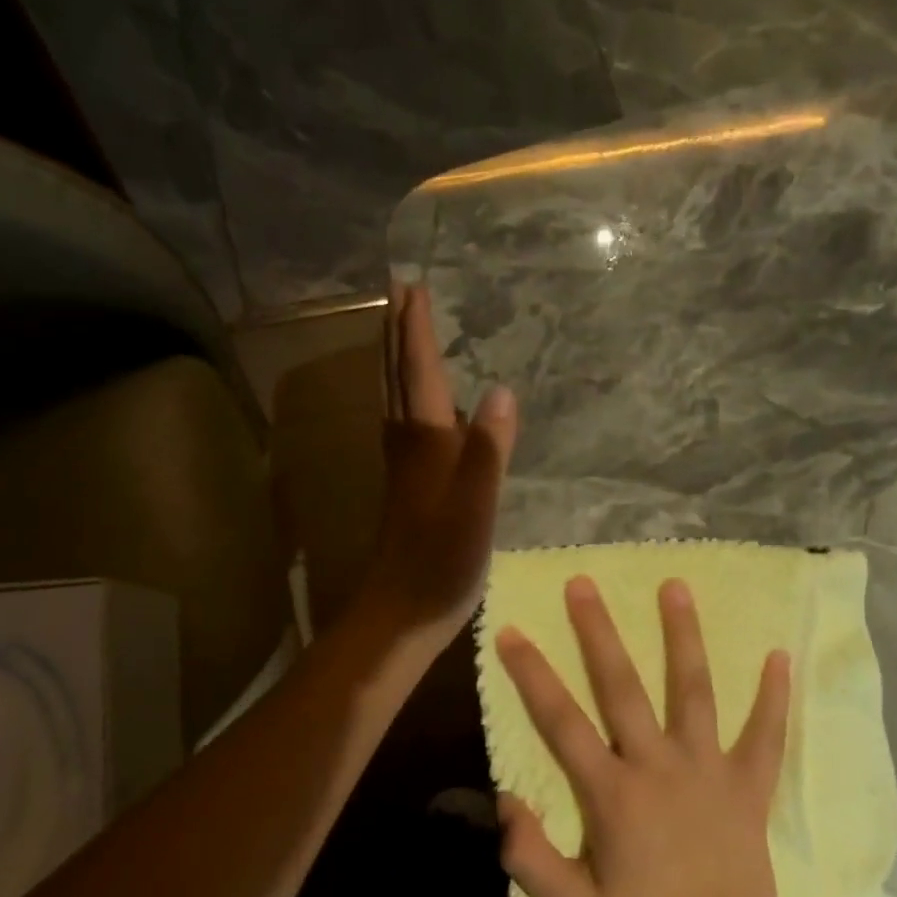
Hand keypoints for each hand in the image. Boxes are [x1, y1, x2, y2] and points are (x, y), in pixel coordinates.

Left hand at [360, 285, 516, 647]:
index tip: (412, 285)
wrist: (402, 611)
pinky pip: (405, 424)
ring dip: (397, 361)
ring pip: (396, 399)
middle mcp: (407, 444)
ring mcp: (404, 467)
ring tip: (403, 333)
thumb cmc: (442, 559)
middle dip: (397, 334)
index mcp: (424, 441)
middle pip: (397, 377)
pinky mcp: (408, 488)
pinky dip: (408, 397)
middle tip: (399, 294)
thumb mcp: (475, 505)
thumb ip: (488, 449)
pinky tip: (423, 407)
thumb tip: (501, 389)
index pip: (420, 372)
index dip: (416, 329)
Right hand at [494, 577, 793, 896]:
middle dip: (599, 631)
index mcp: (612, 793)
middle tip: (584, 582)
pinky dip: (773, 696)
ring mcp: (709, 769)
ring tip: (676, 586)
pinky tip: (780, 656)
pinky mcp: (749, 784)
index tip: (511, 631)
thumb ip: (529, 856)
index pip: (561, 720)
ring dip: (683, 637)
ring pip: (693, 690)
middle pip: (622, 686)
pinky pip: (765, 733)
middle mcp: (658, 765)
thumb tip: (502, 800)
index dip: (532, 674)